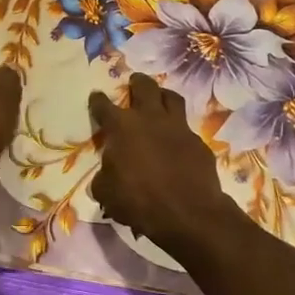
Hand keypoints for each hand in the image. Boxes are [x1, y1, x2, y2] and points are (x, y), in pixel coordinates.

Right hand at [89, 74, 238, 256]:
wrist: (187, 213)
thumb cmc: (138, 201)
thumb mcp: (107, 193)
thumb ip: (104, 178)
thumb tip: (106, 176)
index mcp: (122, 127)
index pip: (104, 106)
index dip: (98, 101)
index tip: (96, 96)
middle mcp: (150, 119)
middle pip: (144, 87)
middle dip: (137, 82)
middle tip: (134, 81)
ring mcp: (178, 128)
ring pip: (172, 98)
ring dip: (163, 95)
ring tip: (159, 97)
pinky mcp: (198, 143)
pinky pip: (187, 128)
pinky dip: (179, 130)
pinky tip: (176, 140)